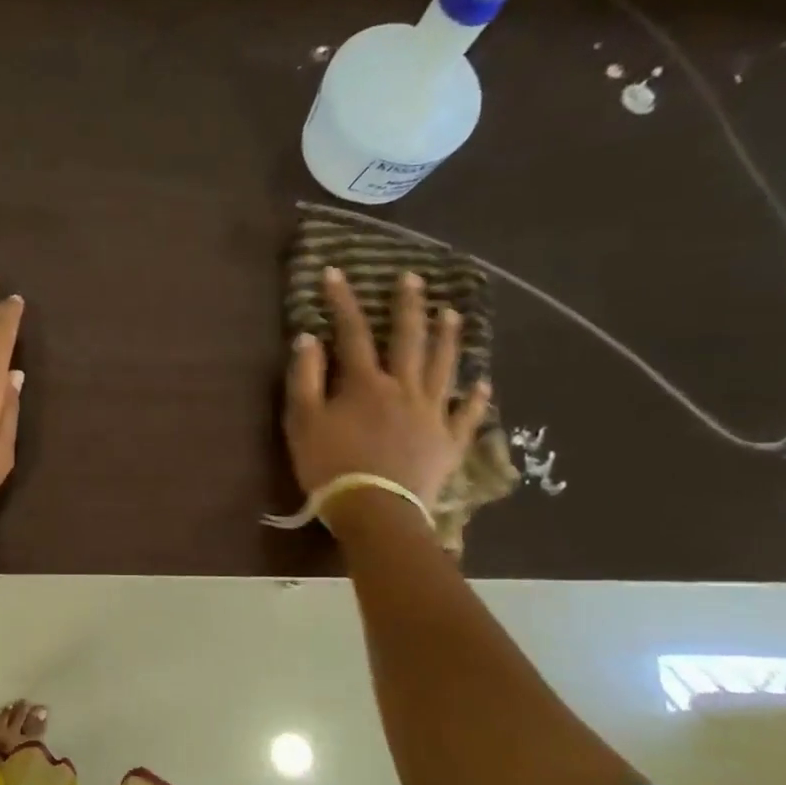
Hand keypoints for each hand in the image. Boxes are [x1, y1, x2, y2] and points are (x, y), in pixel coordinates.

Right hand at [283, 267, 490, 507]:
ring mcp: (431, 414)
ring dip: (448, 339)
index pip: (352, 332)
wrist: (376, 511)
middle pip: (408, 340)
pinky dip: (476, 399)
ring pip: (443, 368)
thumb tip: (308, 337)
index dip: (343, 301)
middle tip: (414, 279)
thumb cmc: (331, 466)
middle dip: (408, 307)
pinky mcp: (448, 442)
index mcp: (365, 383)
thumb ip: (305, 377)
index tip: (336, 273)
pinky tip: (483, 383)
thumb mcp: (303, 422)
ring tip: (453, 314)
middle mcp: (403, 389)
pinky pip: (466, 415)